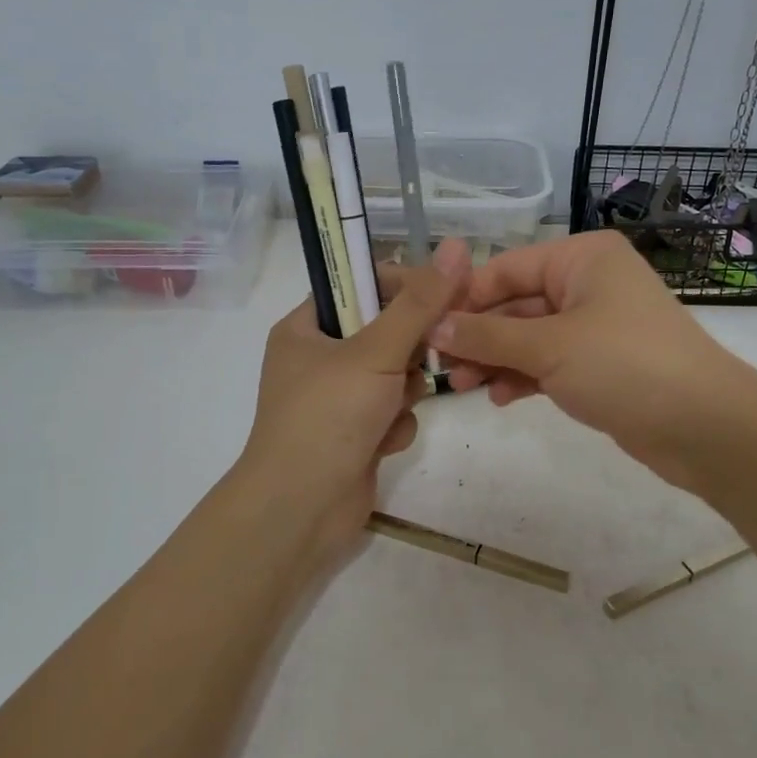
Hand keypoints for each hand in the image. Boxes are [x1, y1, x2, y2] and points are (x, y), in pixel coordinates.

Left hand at [235, 238, 470, 557]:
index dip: (404, 285)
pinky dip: (395, 423)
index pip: (361, 284)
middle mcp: (318, 358)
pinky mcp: (355, 433)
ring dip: (404, 391)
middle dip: (409, 349)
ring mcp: (337, 399)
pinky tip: (384, 442)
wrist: (301, 509)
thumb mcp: (376, 351)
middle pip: (385, 330)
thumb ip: (420, 303)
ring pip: (395, 373)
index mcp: (306, 327)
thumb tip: (455, 248)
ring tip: (394, 407)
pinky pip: (392, 410)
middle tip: (427, 355)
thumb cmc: (329, 416)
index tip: (445, 293)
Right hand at [431, 232, 756, 492]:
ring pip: (531, 336)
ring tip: (464, 388)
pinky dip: (525, 376)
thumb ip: (487, 334)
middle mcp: (589, 283)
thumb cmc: (624, 365)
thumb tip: (434, 325)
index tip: (426, 328)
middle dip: (479, 335)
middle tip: (440, 367)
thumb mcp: (548, 346)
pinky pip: (551, 362)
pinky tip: (501, 398)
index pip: (507, 268)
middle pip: (517, 303)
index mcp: (582, 258)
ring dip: (497, 359)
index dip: (465, 297)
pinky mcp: (602, 364)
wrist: (705, 426)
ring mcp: (597, 325)